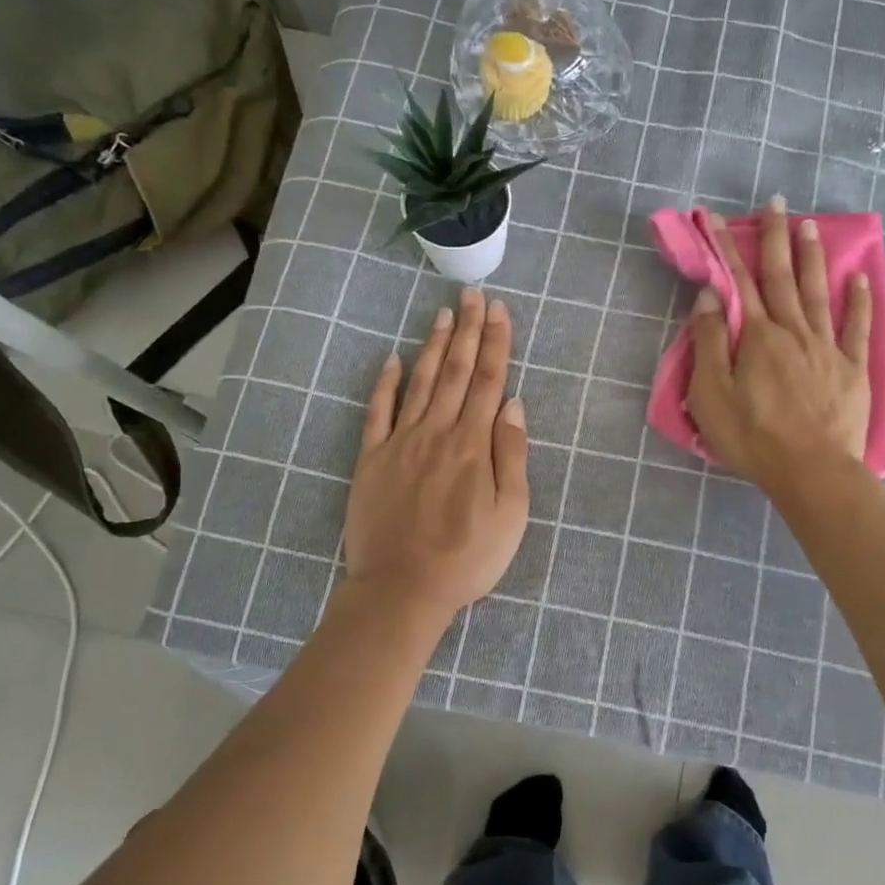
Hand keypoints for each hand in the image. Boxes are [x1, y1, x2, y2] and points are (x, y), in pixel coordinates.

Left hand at [345, 286, 529, 624]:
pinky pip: (378, 412)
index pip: (489, 382)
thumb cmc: (467, 557)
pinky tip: (393, 359)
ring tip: (443, 314)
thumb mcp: (510, 515)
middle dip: (468, 331)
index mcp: (473, 445)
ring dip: (434, 346)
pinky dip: (386, 384)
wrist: (402, 589)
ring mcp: (401, 443)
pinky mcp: (371, 459)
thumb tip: (513, 405)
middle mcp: (437, 432)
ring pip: (421, 383)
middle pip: (457, 372)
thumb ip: (511, 456)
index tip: (499, 311)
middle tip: (473, 295)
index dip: (496, 343)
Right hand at [687, 197, 872, 497]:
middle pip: (782, 277)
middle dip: (776, 237)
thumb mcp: (711, 394)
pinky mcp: (852, 369)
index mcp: (758, 336)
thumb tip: (712, 294)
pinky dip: (858, 301)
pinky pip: (856, 328)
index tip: (716, 218)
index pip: (740, 282)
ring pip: (818, 292)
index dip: (727, 248)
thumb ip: (710, 341)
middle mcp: (794, 331)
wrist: (812, 471)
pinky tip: (860, 278)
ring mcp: (827, 348)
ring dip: (812, 257)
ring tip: (811, 225)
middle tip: (777, 202)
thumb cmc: (753, 437)